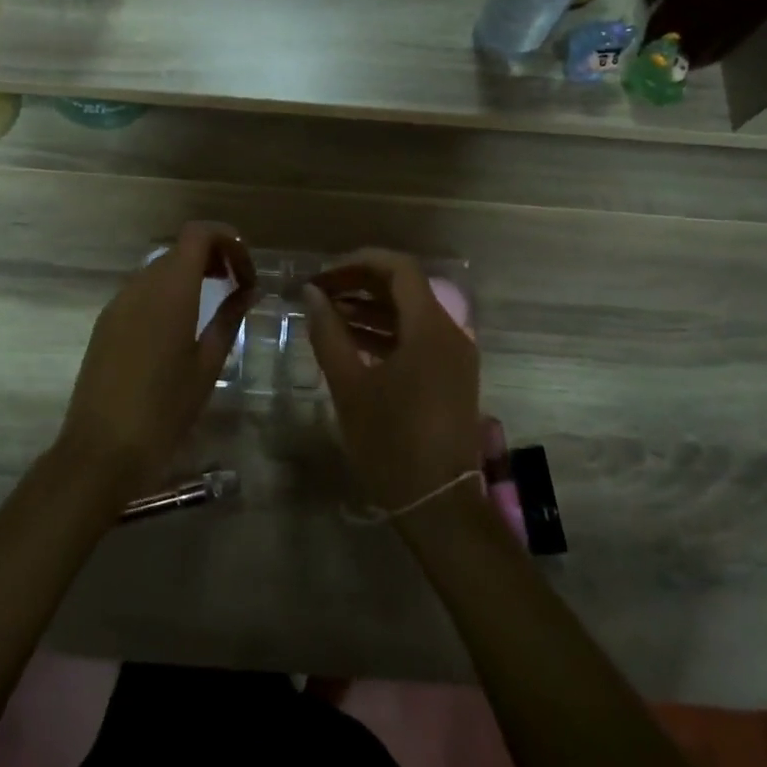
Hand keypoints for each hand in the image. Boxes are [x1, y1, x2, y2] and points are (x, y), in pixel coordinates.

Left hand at [58, 222, 255, 490]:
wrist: (103, 449)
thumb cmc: (166, 409)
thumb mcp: (208, 364)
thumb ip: (229, 318)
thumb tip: (249, 290)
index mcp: (170, 289)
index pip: (198, 233)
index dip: (228, 240)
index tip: (247, 272)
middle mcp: (140, 285)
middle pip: (180, 248)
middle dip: (214, 257)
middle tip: (239, 287)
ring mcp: (118, 303)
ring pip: (160, 269)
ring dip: (191, 275)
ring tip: (214, 306)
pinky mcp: (106, 323)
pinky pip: (142, 292)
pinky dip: (168, 293)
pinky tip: (181, 327)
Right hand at [302, 249, 480, 510]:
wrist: (438, 504)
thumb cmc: (391, 442)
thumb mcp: (350, 386)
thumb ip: (329, 333)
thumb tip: (312, 294)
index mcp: (430, 328)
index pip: (399, 269)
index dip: (359, 262)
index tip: (324, 273)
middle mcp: (450, 333)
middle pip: (406, 288)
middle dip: (361, 283)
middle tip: (320, 291)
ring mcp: (454, 356)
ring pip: (411, 314)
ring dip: (371, 308)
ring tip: (329, 313)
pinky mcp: (452, 376)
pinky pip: (418, 338)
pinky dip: (386, 332)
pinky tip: (353, 341)